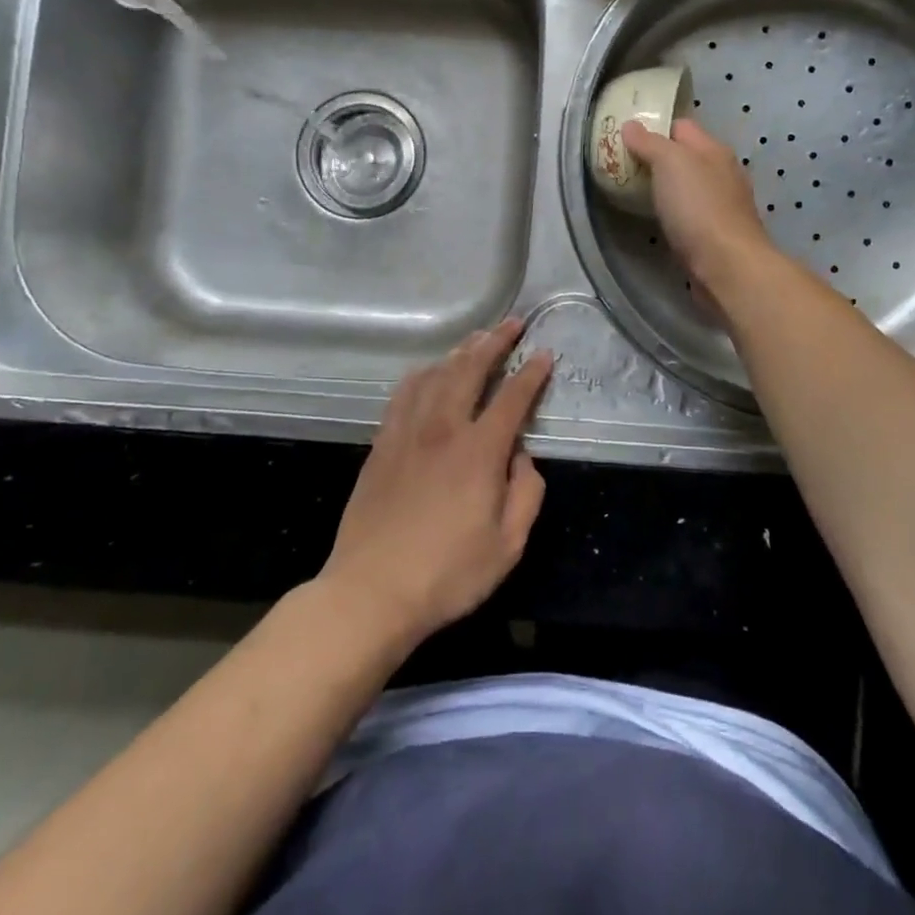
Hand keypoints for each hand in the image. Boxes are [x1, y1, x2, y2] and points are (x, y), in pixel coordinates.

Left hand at [320, 318, 552, 648]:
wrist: (370, 591)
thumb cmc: (447, 574)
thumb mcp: (508, 545)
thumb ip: (525, 493)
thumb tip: (521, 456)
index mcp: (479, 451)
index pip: (512, 398)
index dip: (531, 373)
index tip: (544, 353)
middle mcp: (443, 428)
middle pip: (470, 369)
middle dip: (495, 341)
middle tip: (512, 323)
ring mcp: (407, 432)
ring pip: (435, 374)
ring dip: (459, 351)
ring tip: (477, 338)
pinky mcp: (382, 444)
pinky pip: (404, 393)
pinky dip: (423, 373)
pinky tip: (429, 370)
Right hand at [622, 117, 773, 291]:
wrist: (727, 266)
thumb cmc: (698, 208)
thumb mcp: (670, 164)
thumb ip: (649, 143)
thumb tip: (631, 125)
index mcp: (714, 150)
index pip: (681, 127)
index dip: (654, 128)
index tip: (625, 137)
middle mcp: (722, 173)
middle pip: (685, 157)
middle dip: (656, 159)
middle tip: (623, 167)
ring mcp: (722, 205)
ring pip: (688, 187)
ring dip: (665, 188)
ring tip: (633, 193)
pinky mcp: (717, 234)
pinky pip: (690, 214)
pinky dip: (674, 213)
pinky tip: (658, 221)